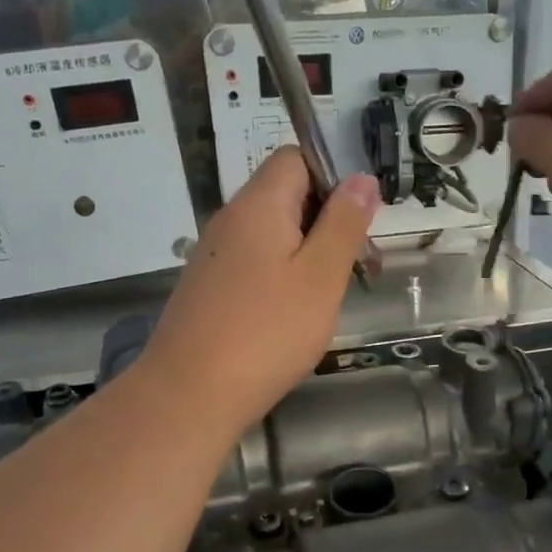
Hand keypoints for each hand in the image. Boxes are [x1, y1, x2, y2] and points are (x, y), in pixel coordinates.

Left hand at [140, 148, 379, 433]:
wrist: (189, 394)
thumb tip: (362, 179)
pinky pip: (254, 262)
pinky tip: (292, 314)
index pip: (296, 157)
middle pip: (285, 194)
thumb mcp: (321, 277)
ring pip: (272, 232)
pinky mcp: (208, 287)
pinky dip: (282, 275)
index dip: (333, 177)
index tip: (358, 221)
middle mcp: (231, 219)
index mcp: (258, 204)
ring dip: (307, 252)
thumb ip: (344, 224)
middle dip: (327, 220)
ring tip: (329, 295)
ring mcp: (214, 254)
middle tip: (356, 266)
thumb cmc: (267, 333)